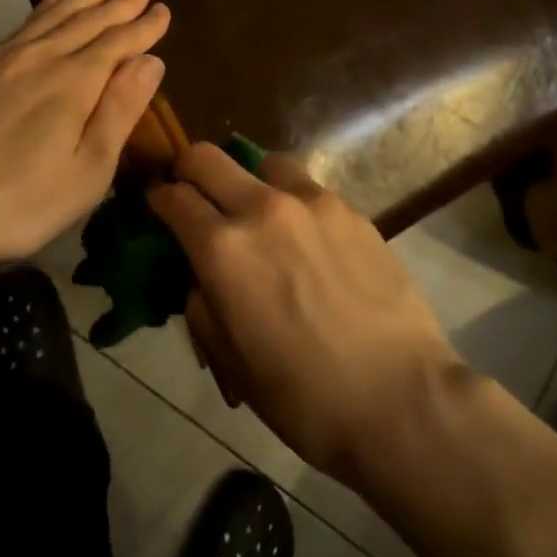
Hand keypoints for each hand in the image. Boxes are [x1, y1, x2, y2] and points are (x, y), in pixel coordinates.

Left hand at [0, 0, 168, 272]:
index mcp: (73, 83)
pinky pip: (20, 26)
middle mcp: (40, 58)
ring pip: (53, 15)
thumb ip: (120, 111)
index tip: (163, 7)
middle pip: (87, 19)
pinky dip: (43, 8)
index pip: (117, 43)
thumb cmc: (20, 202)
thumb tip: (150, 61)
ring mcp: (1, 60)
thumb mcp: (87, 170)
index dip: (143, 26)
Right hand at [148, 145, 461, 483]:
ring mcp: (311, 203)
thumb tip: (202, 274)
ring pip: (262, 162)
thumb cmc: (303, 396)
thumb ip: (202, 301)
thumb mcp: (231, 359)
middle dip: (188, 170)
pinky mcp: (349, 209)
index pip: (172, 197)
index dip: (157, 198)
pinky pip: (306, 187)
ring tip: (258, 214)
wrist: (399, 398)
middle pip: (207, 157)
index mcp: (222, 249)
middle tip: (193, 195)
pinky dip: (291, 201)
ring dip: (247, 180)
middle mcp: (261, 209)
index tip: (158, 206)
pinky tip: (306, 238)